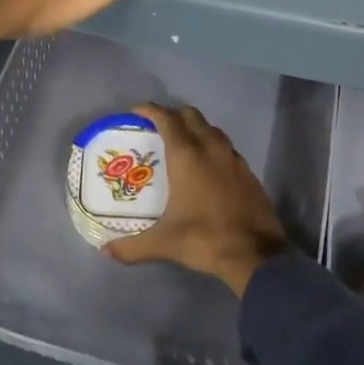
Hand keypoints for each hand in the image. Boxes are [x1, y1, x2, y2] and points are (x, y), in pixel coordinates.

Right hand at [105, 103, 287, 296]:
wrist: (257, 255)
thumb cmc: (205, 239)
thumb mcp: (164, 244)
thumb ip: (132, 247)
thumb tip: (106, 251)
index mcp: (187, 156)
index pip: (167, 119)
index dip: (150, 110)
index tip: (136, 111)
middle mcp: (211, 149)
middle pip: (191, 116)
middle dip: (173, 115)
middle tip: (157, 127)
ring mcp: (233, 158)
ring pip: (212, 129)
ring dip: (195, 129)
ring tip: (181, 145)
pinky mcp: (248, 172)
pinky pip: (226, 147)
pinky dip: (212, 147)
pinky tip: (207, 168)